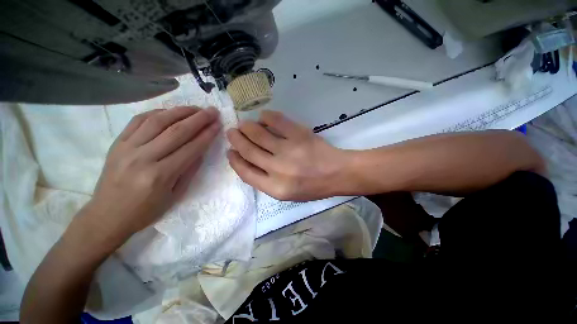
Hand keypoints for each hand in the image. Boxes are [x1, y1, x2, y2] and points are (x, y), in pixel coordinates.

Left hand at [83, 107, 220, 242]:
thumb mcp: (175, 195)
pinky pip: (138, 121)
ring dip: (180, 111)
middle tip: (212, 111)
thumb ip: (189, 170)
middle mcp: (143, 158)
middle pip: (176, 131)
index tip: (218, 124)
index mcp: (161, 175)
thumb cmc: (146, 210)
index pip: (191, 148)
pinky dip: (157, 113)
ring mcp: (127, 148)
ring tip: (195, 108)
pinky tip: (170, 111)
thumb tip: (201, 150)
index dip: (207, 134)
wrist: (106, 216)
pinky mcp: (117, 143)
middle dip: (198, 119)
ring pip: (158, 121)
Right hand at [226, 111, 349, 200]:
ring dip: (247, 127)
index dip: (235, 160)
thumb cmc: (313, 187)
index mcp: (275, 188)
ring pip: (258, 134)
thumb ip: (266, 181)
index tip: (230, 151)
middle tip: (232, 132)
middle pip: (248, 151)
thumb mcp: (287, 193)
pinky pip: (277, 121)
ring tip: (244, 124)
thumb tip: (249, 161)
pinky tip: (263, 116)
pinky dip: (267, 116)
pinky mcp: (299, 134)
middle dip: (236, 139)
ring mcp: (289, 150)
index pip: (246, 172)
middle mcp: (278, 169)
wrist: (337, 174)